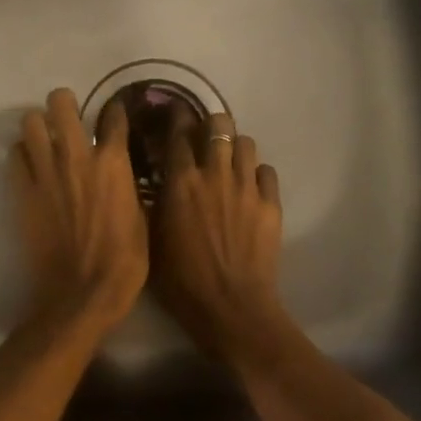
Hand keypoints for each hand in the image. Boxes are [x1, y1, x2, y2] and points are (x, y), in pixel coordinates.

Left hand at [9, 88, 148, 335]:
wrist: (83, 293)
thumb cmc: (125, 260)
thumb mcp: (141, 216)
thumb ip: (128, 185)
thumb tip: (122, 173)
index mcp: (113, 162)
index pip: (113, 116)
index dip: (115, 110)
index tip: (114, 113)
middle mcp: (77, 156)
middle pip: (61, 103)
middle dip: (65, 102)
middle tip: (69, 115)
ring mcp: (46, 172)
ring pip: (30, 122)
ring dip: (38, 125)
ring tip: (45, 137)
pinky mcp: (23, 192)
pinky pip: (14, 156)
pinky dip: (22, 154)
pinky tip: (31, 164)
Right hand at [152, 109, 286, 364]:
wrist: (232, 309)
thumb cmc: (182, 281)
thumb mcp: (151, 241)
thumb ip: (150, 204)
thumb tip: (149, 181)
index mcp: (181, 181)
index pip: (178, 131)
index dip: (175, 116)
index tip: (173, 112)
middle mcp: (214, 173)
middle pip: (218, 124)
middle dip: (210, 124)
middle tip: (204, 136)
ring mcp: (246, 186)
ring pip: (245, 142)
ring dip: (235, 146)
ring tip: (229, 160)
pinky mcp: (271, 203)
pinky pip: (266, 171)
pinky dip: (256, 173)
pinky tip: (250, 187)